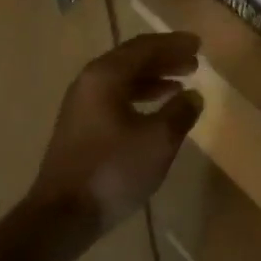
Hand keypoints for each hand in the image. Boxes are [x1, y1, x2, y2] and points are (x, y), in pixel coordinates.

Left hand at [31, 32, 203, 233]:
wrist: (62, 215)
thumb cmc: (113, 170)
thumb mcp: (158, 141)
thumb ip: (179, 113)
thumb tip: (193, 96)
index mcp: (105, 75)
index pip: (144, 47)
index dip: (173, 44)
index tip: (198, 44)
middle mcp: (90, 82)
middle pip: (132, 60)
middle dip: (164, 59)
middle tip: (193, 62)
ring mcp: (81, 105)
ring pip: (123, 80)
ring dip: (153, 79)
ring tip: (181, 85)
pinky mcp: (80, 128)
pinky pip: (115, 98)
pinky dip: (139, 97)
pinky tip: (155, 112)